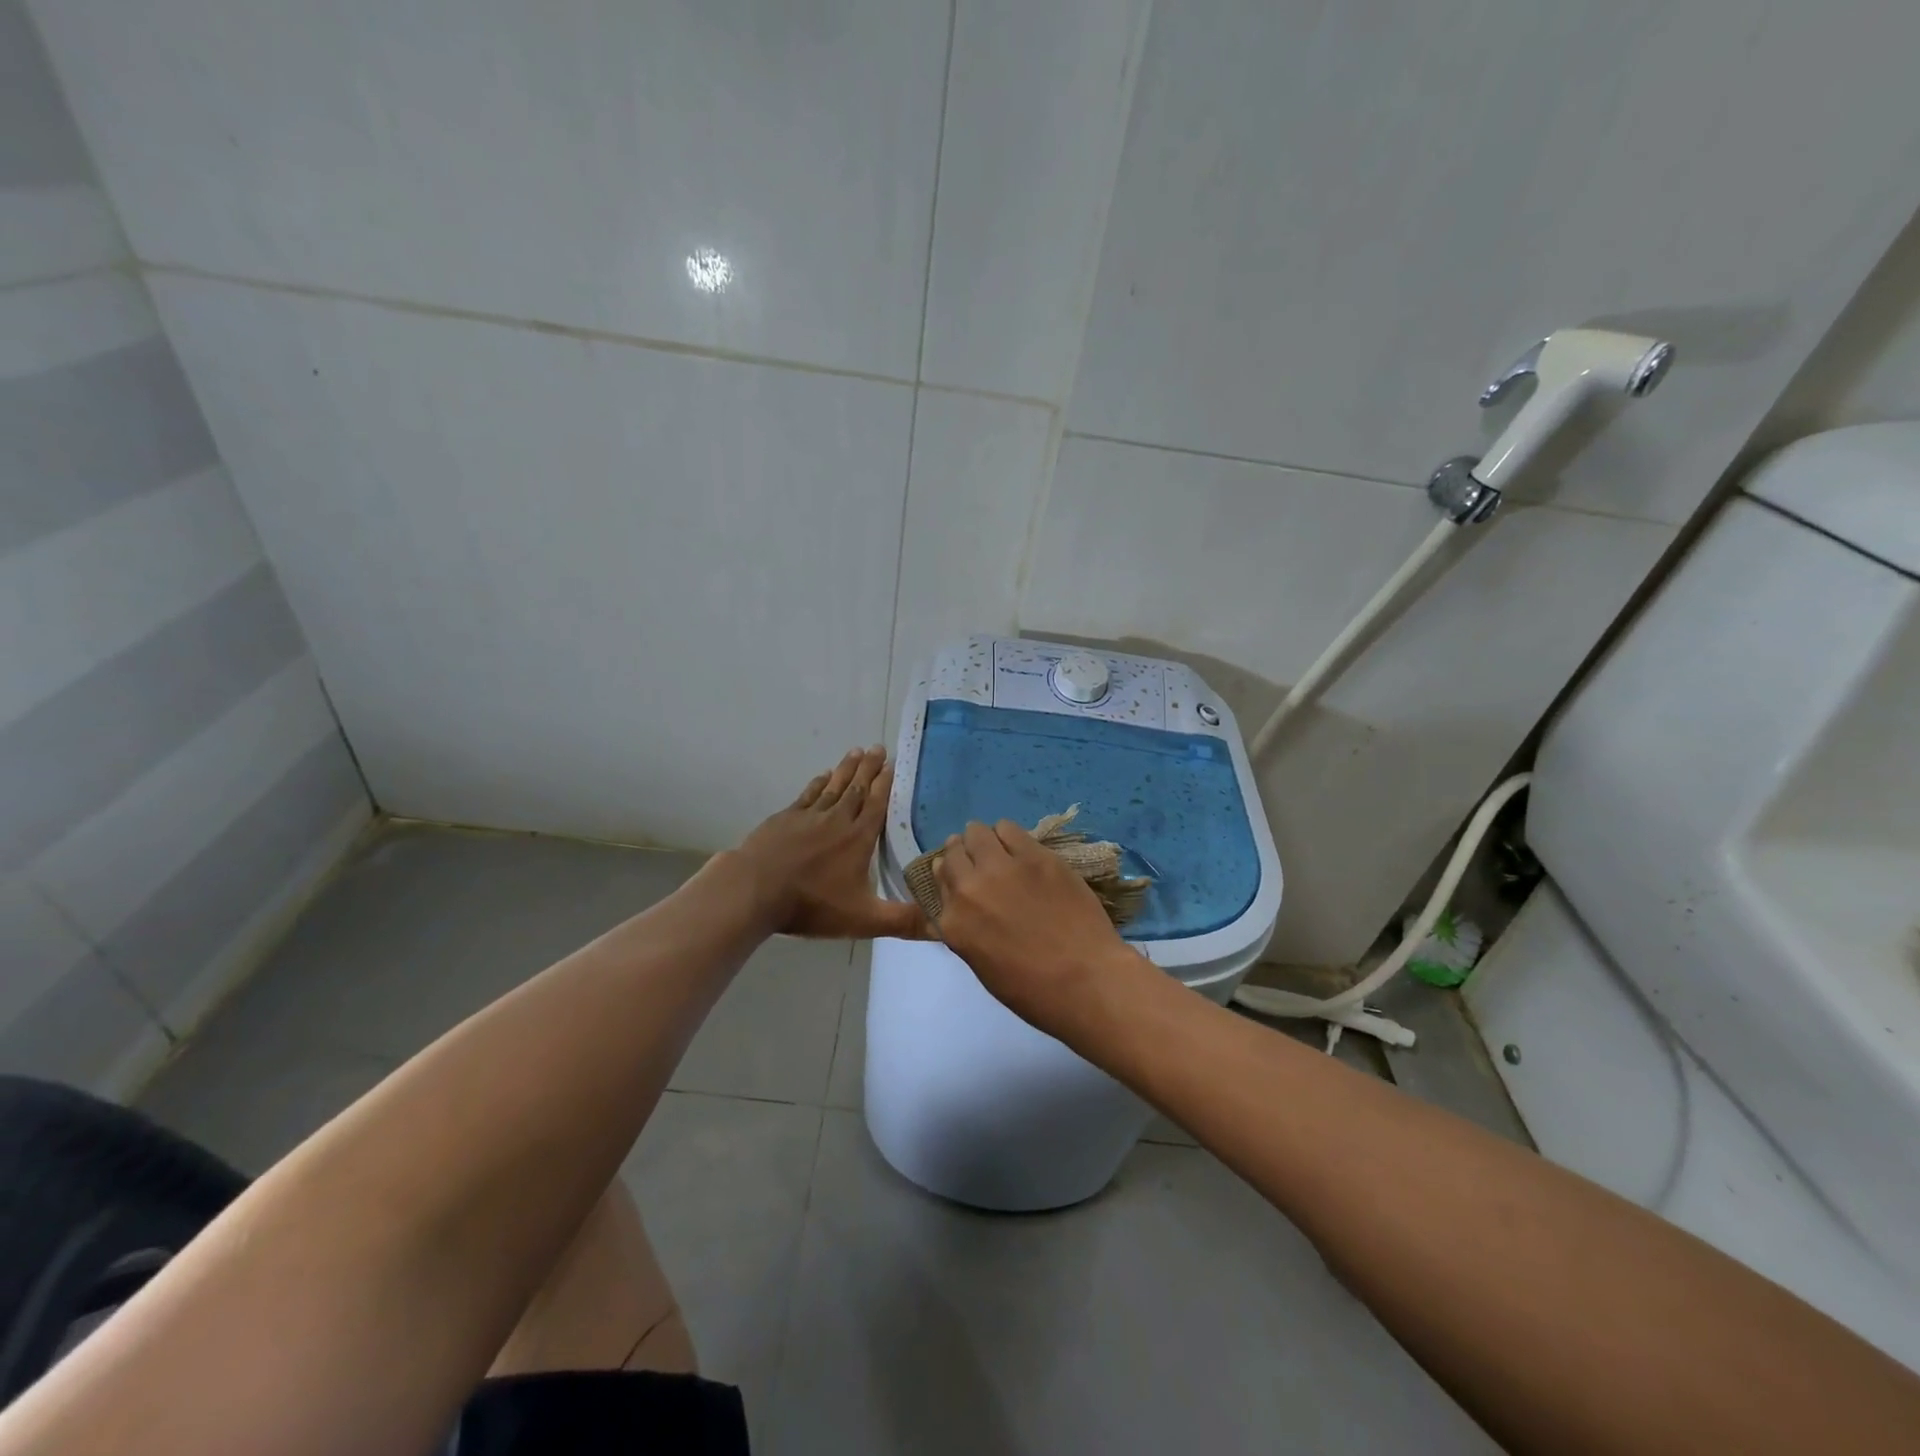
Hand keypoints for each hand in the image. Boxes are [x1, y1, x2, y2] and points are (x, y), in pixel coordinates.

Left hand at [732, 747, 927, 940]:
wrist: (754, 890)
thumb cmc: (811, 904)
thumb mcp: (863, 919)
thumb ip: (902, 921)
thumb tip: (943, 925)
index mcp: (858, 839)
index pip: (876, 805)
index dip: (885, 785)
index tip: (893, 765)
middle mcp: (837, 820)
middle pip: (857, 788)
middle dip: (869, 768)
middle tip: (878, 747)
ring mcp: (808, 816)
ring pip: (833, 786)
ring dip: (846, 769)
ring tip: (856, 751)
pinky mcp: (784, 819)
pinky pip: (807, 795)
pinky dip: (818, 783)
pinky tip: (823, 776)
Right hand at [932, 820, 1141, 1032]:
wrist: (1085, 980)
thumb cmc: (1033, 990)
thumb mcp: (982, 964)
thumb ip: (965, 927)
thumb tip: (961, 904)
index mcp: (953, 921)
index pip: (938, 880)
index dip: (951, 877)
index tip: (964, 880)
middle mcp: (969, 888)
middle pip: (953, 851)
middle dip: (964, 855)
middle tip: (983, 865)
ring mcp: (1002, 868)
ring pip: (977, 832)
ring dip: (985, 841)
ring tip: (1002, 853)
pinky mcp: (1035, 855)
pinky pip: (1009, 829)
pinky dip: (1009, 836)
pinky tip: (1022, 849)